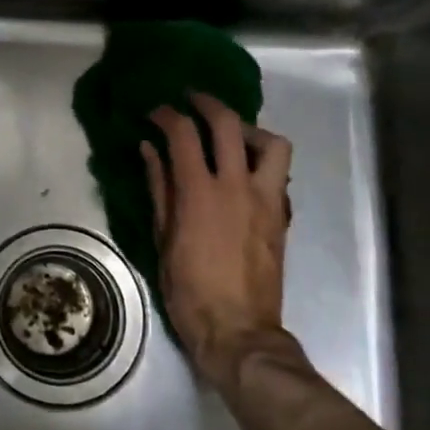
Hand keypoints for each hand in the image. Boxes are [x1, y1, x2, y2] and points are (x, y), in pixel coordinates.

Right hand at [141, 95, 292, 392]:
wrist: (238, 329)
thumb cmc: (189, 289)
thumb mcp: (162, 238)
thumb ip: (159, 187)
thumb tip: (149, 149)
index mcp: (200, 192)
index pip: (183, 133)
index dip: (166, 114)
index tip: (154, 112)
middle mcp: (236, 186)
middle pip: (228, 123)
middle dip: (207, 103)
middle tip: (190, 100)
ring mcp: (265, 199)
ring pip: (271, 143)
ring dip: (248, 130)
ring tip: (230, 134)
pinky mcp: (280, 214)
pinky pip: (278, 172)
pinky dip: (261, 158)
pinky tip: (242, 169)